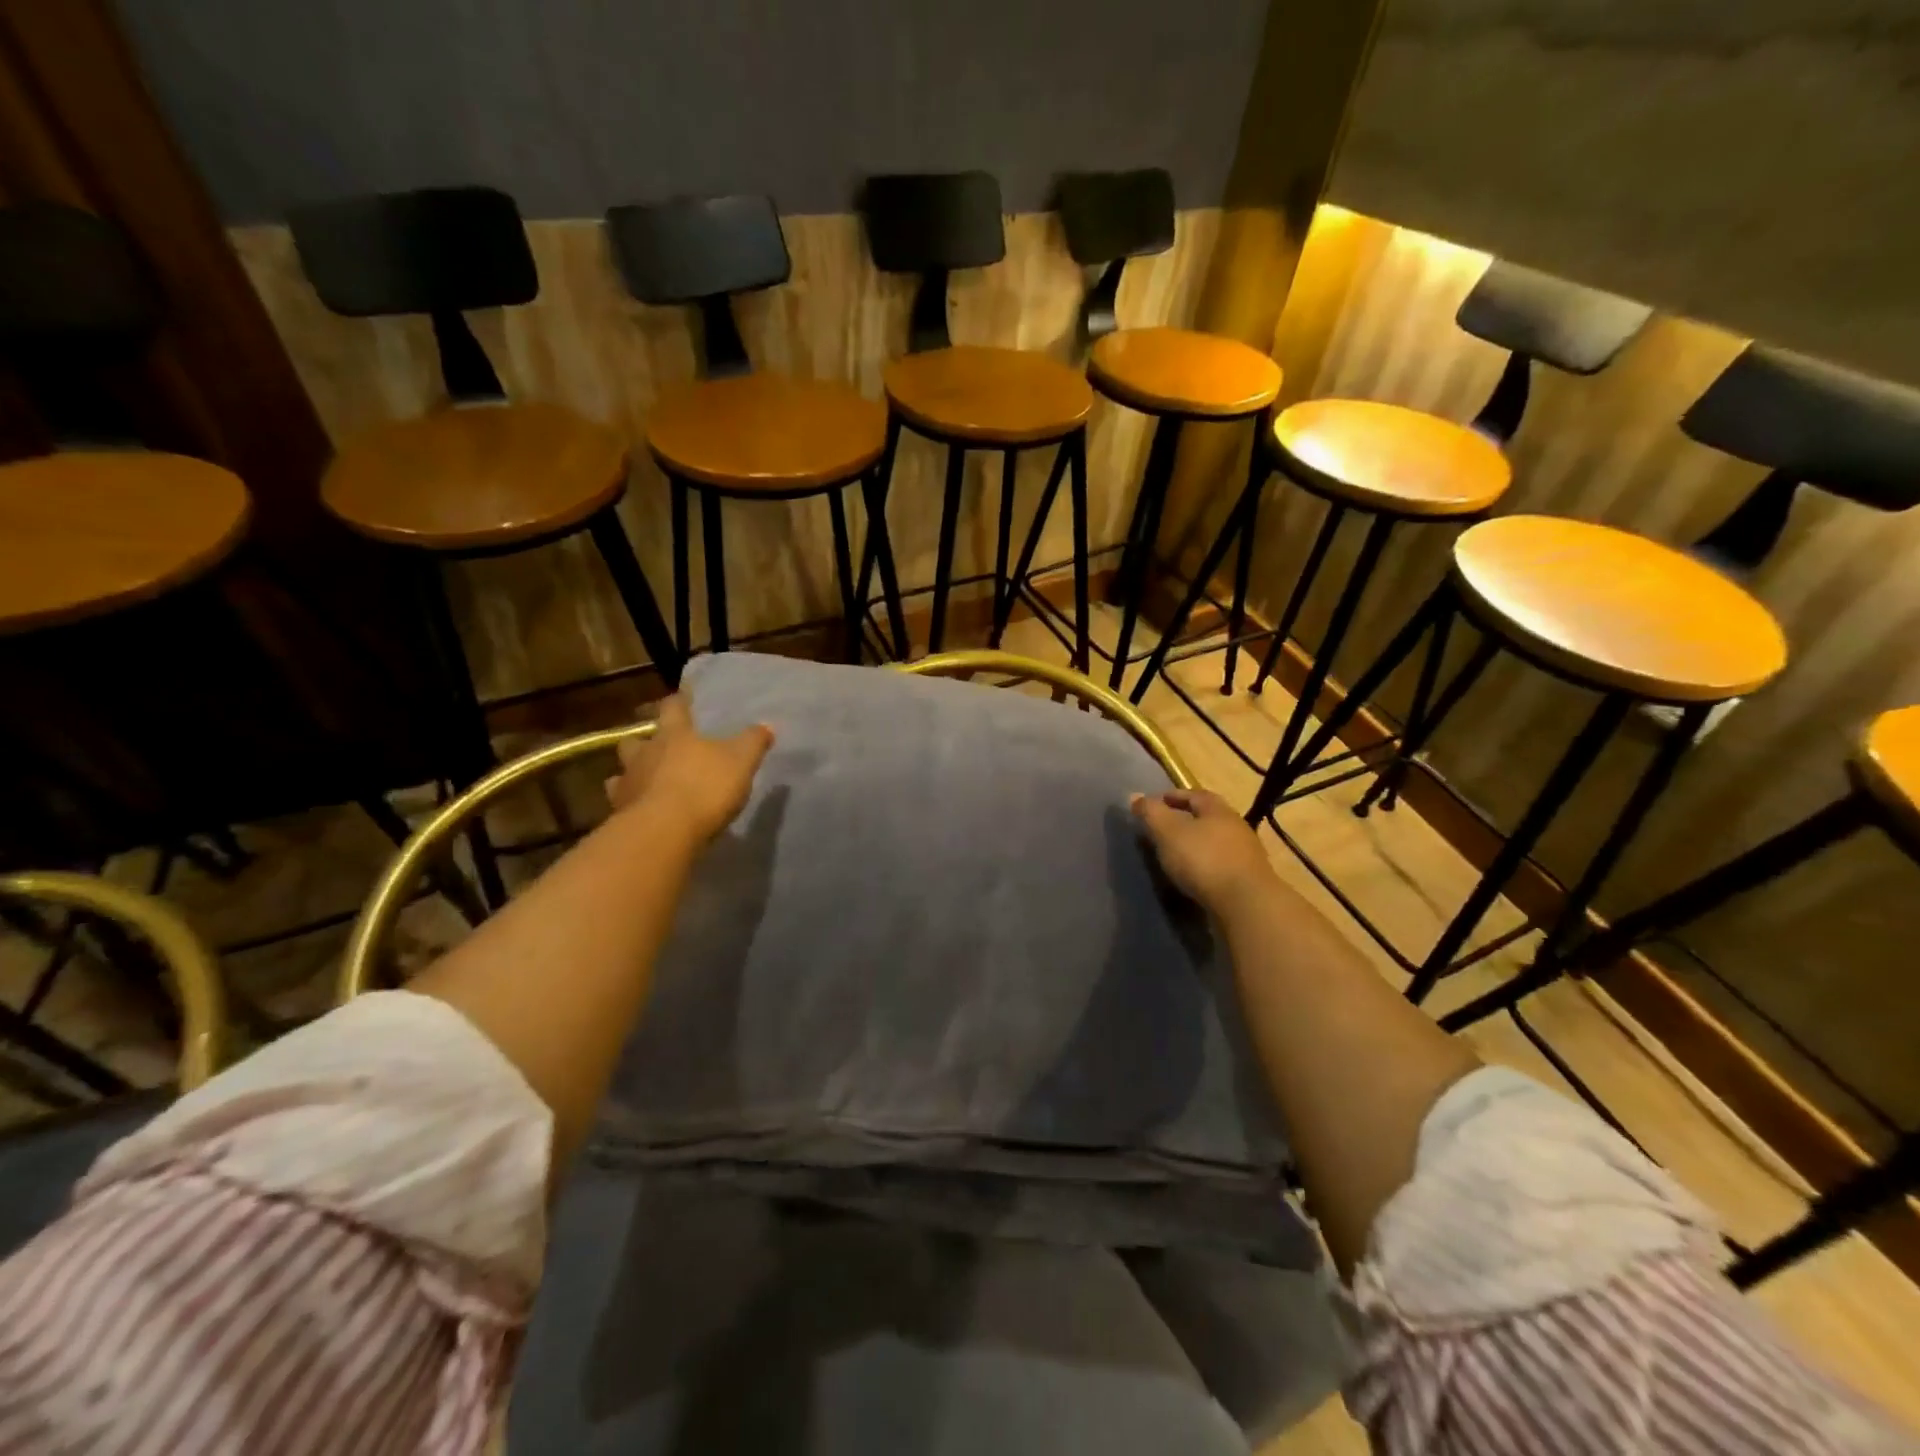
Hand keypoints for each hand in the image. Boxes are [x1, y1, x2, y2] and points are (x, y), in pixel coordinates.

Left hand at [606, 691, 774, 843]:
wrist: (665, 831)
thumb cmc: (705, 787)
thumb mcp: (741, 761)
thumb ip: (753, 742)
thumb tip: (767, 725)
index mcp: (674, 734)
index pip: (673, 707)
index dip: (679, 701)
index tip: (683, 697)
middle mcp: (645, 753)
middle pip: (636, 738)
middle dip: (645, 740)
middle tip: (657, 745)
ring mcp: (628, 783)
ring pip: (622, 771)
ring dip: (632, 772)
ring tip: (645, 780)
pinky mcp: (619, 813)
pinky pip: (620, 802)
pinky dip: (628, 802)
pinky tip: (639, 809)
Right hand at [1131, 788, 1276, 917]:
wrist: (1245, 904)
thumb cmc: (1203, 860)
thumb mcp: (1168, 832)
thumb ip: (1151, 813)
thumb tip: (1134, 796)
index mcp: (1218, 810)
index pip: (1195, 794)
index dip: (1173, 796)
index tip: (1155, 803)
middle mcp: (1236, 827)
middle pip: (1208, 817)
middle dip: (1186, 820)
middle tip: (1163, 829)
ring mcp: (1246, 855)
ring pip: (1216, 842)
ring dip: (1197, 845)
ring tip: (1176, 855)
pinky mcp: (1248, 880)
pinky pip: (1221, 865)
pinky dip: (1205, 866)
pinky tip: (1193, 877)